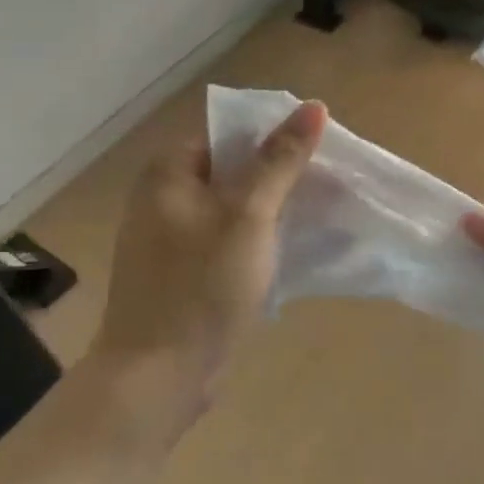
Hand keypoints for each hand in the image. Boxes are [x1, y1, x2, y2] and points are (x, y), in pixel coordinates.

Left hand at [92, 100, 325, 438]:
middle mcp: (163, 196)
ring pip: (231, 207)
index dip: (274, 136)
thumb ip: (280, 161)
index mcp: (168, 172)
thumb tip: (314, 106)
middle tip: (326, 183)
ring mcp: (170, 237)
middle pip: (231, 168)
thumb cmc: (201, 287)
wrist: (157, 377)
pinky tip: (288, 248)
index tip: (319, 151)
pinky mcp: (182, 271)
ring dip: (270, 209)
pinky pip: (225, 239)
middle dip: (277, 175)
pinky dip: (255, 239)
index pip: (228, 132)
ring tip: (317, 212)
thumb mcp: (248, 216)